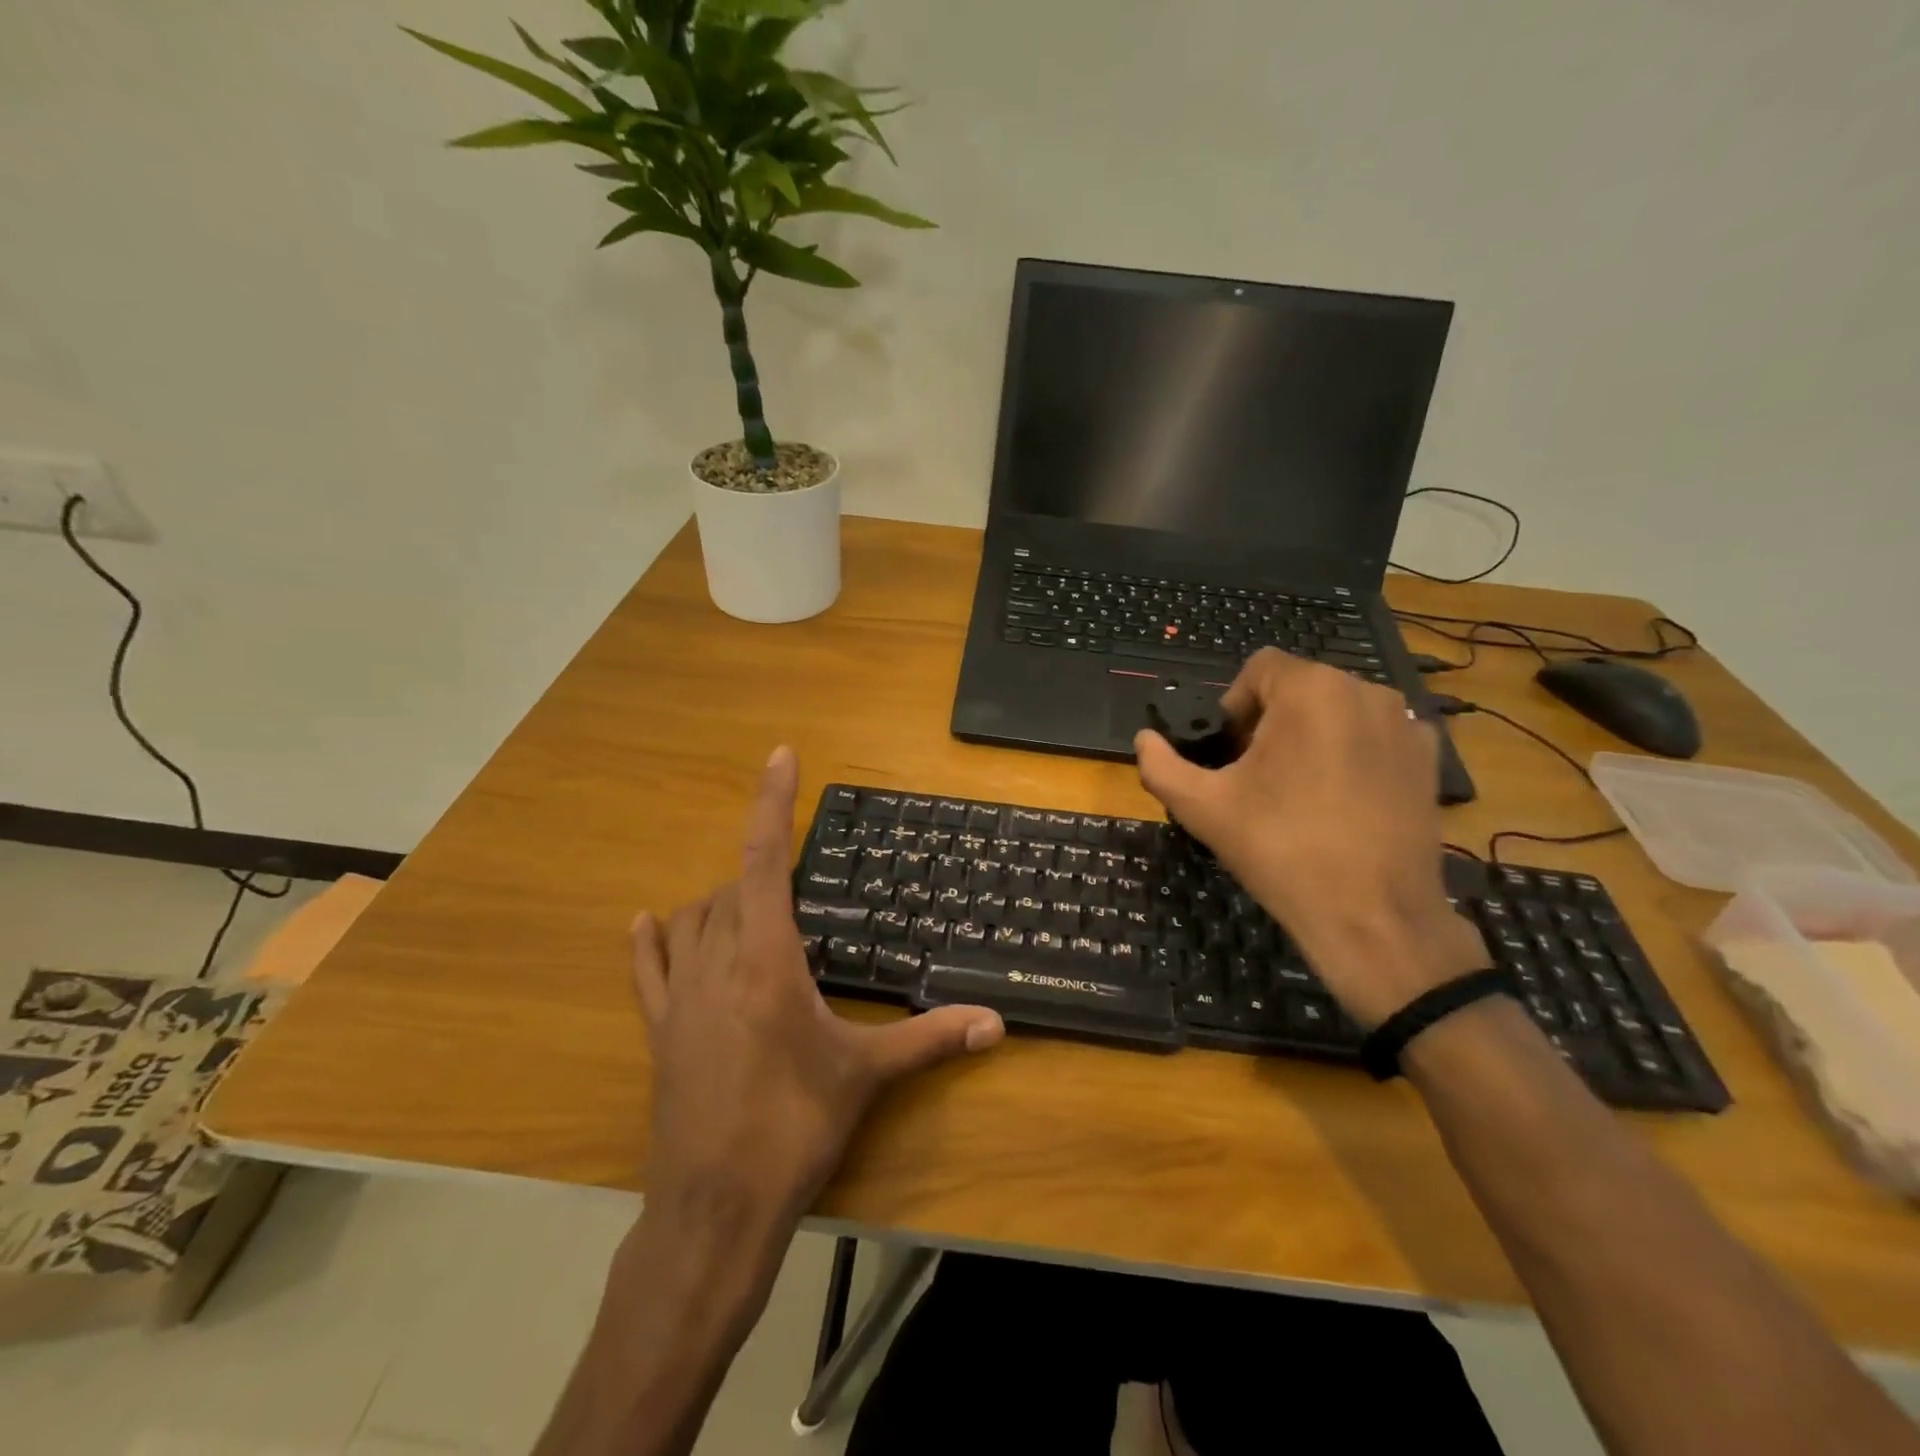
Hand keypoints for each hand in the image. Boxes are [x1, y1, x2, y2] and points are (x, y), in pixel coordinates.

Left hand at [631, 746, 1004, 1242]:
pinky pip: (648, 970)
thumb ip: (931, 1040)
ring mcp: (681, 998)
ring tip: (753, 908)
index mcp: (767, 961)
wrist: (714, 1211)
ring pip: (693, 920)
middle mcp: (717, 963)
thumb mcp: (865, 1077)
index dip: (772, 803)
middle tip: (799, 885)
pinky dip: (651, 941)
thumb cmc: (793, 1130)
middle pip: (732, 888)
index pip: (765, 860)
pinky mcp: (660, 1032)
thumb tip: (996, 1024)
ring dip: (721, 901)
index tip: (780, 756)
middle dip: (763, 870)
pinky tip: (650, 921)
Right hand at [1133, 649, 1484, 1026]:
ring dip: (1311, 735)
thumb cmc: (1280, 850)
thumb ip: (1161, 765)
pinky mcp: (1429, 759)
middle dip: (1271, 720)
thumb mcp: (1201, 807)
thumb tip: (1144, 740)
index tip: (1230, 752)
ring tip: (1300, 791)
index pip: (1259, 668)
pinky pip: (1375, 736)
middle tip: (1258, 777)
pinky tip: (1343, 801)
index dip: (1234, 705)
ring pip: (1339, 710)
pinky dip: (1353, 753)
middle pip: (1300, 687)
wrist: (1373, 916)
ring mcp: (1406, 724)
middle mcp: (1366, 691)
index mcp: (1311, 690)